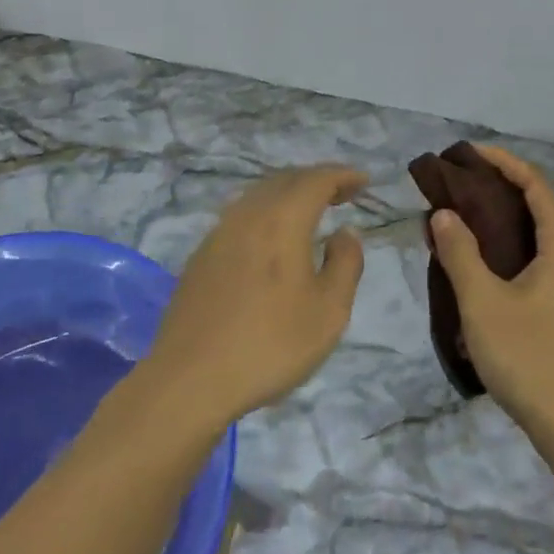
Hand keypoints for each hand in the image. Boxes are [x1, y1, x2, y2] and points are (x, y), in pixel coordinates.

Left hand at [142, 165, 367, 431]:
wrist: (190, 379)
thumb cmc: (270, 344)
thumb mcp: (329, 311)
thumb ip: (345, 264)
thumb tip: (344, 232)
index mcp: (282, 220)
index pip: (316, 180)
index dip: (343, 175)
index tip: (364, 180)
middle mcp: (248, 214)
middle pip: (286, 180)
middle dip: (317, 180)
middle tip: (343, 193)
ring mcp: (219, 233)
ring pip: (260, 196)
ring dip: (290, 195)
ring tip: (311, 212)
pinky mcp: (202, 256)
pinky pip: (242, 216)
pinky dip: (267, 213)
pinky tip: (272, 238)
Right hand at [429, 146, 553, 458]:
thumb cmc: (531, 359)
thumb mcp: (483, 303)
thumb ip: (460, 253)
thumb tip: (444, 213)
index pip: (536, 185)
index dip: (503, 162)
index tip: (468, 153)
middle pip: (543, 207)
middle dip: (503, 188)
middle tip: (461, 184)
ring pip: (545, 237)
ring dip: (510, 221)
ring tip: (469, 218)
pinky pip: (548, 260)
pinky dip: (519, 247)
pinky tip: (491, 265)